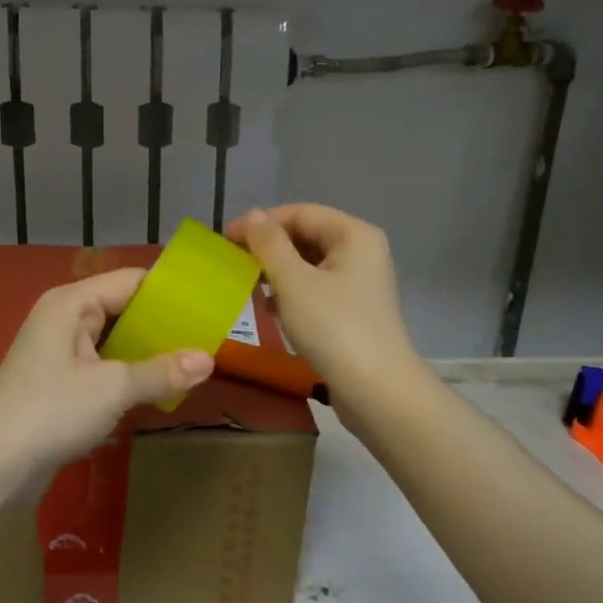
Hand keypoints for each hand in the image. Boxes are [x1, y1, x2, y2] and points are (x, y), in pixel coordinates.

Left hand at [0, 267, 213, 483]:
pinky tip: (156, 388)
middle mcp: (64, 318)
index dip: (170, 292)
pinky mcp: (58, 382)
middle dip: (163, 325)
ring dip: (148, 352)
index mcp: (71, 303)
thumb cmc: (50, 412)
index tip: (209, 306)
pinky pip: (103, 366)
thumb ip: (161, 372)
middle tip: (208, 338)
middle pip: (123, 308)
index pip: (132, 280)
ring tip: (192, 363)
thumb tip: (209, 360)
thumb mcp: (112, 389)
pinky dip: (129, 373)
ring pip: (114, 340)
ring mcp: (59, 351)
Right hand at [227, 205, 422, 407]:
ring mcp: (361, 282)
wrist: (376, 390)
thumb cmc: (334, 328)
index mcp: (354, 235)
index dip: (261, 222)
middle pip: (307, 235)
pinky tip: (268, 308)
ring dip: (277, 270)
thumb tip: (252, 216)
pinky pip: (316, 288)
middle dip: (269, 246)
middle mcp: (362, 251)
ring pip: (310, 263)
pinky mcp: (354, 310)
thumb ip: (269, 245)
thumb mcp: (294, 282)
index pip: (301, 212)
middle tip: (233, 262)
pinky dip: (291, 292)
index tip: (225, 240)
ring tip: (246, 283)